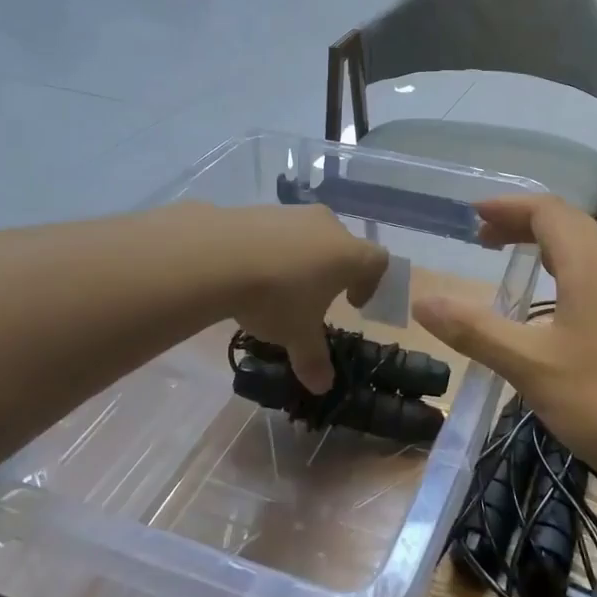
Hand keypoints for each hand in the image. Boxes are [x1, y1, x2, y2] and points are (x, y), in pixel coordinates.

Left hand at [219, 204, 388, 393]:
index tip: (353, 303)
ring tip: (279, 285)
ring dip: (302, 257)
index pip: (378, 261)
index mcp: (349, 254)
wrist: (218, 255)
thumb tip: (322, 387)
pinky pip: (277, 230)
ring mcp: (293, 213)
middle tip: (316, 296)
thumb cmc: (276, 296)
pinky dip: (273, 247)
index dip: (371, 283)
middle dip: (334, 269)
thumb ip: (313, 359)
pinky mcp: (260, 209)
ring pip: (309, 234)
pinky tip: (251, 269)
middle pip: (343, 244)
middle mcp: (328, 226)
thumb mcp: (296, 335)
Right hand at [414, 196, 596, 489]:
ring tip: (517, 269)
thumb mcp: (532, 368)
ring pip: (590, 251)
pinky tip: (560, 313)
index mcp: (592, 262)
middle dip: (523, 225)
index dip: (506, 207)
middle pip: (569, 224)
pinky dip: (570, 274)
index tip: (471, 216)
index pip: (546, 209)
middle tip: (484, 242)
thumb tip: (423, 301)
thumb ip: (475, 330)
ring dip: (548, 249)